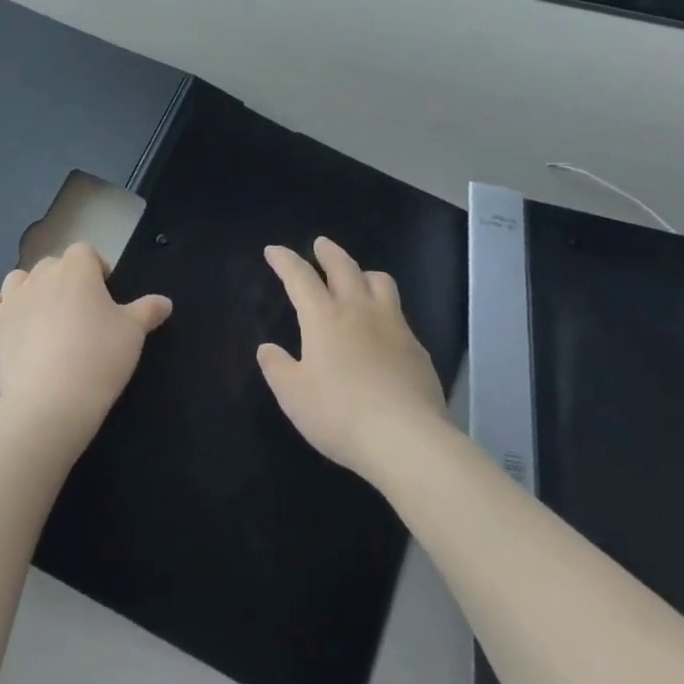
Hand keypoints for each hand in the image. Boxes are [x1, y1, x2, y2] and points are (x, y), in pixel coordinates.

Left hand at [0, 244, 171, 450]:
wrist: (51, 402)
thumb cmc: (99, 358)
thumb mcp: (133, 334)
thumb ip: (148, 311)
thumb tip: (165, 301)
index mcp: (76, 268)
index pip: (85, 252)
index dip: (96, 269)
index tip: (105, 295)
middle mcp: (40, 275)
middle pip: (52, 265)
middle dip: (65, 281)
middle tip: (80, 314)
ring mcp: (10, 299)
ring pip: (18, 280)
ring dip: (30, 291)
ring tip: (44, 320)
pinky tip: (7, 325)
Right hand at [257, 238, 450, 481]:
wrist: (407, 439)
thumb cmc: (340, 414)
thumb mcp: (294, 396)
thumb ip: (277, 368)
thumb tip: (267, 349)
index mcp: (324, 317)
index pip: (300, 276)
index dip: (285, 260)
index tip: (274, 250)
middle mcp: (359, 310)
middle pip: (344, 267)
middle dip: (329, 252)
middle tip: (321, 244)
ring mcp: (393, 326)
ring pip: (380, 281)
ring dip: (364, 273)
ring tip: (357, 278)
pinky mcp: (416, 348)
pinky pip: (399, 315)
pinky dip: (385, 310)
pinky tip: (383, 329)